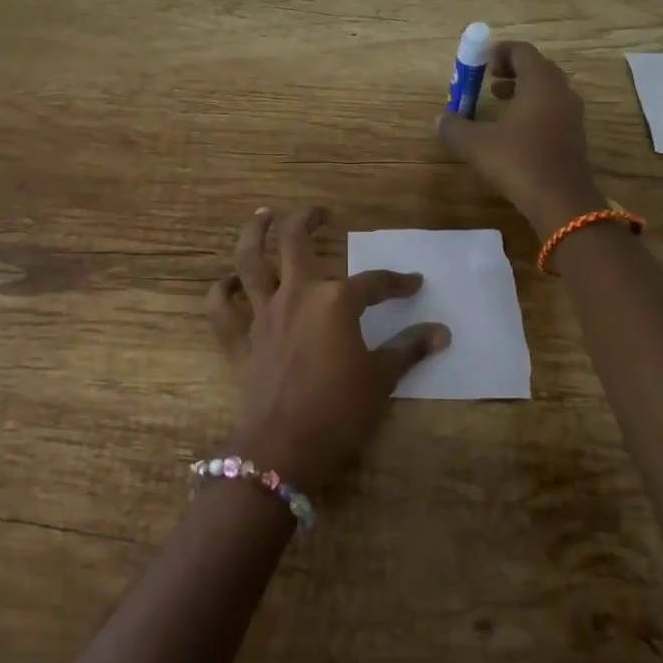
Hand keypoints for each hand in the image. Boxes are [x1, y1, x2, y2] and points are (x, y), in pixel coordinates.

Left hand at [207, 207, 449, 491]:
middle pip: (296, 243)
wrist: (283, 450)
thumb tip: (441, 333)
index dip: (397, 282)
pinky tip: (230, 281)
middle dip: (307, 220)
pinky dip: (221, 291)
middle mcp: (296, 295)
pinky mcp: (239, 340)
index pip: (373, 282)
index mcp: (335, 302)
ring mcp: (263, 315)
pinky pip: (221, 308)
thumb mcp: (381, 379)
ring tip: (263, 215)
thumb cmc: (339, 412)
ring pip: (249, 261)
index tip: (413, 283)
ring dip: (254, 233)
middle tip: (320, 212)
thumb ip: (408, 349)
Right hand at [435, 42, 604, 239]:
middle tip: (489, 80)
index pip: (522, 51)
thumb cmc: (518, 161)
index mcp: (539, 82)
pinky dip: (534, 108)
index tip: (482, 63)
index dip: (500, 52)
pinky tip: (514, 130)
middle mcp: (560, 91)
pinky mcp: (575, 135)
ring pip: (547, 89)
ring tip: (498, 102)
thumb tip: (438, 119)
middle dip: (512, 70)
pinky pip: (553, 109)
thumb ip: (455, 128)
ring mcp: (572, 114)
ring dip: (523, 90)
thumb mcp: (477, 144)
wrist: (560, 200)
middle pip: (538, 67)